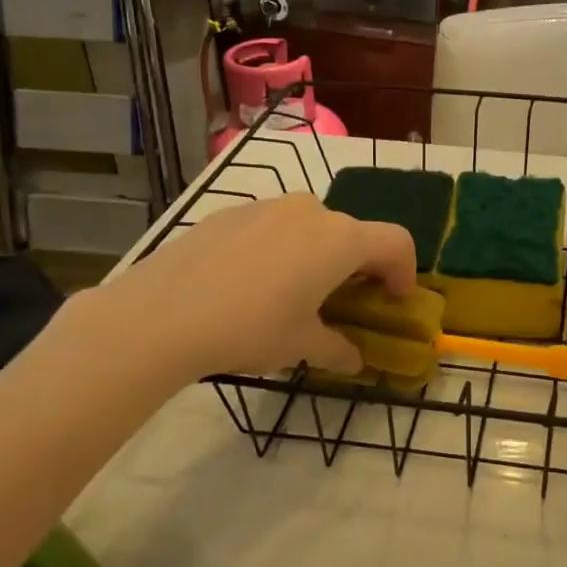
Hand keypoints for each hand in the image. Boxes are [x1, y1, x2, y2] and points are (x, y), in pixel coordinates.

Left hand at [76, 194, 415, 384]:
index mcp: (340, 240)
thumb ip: (337, 349)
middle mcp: (311, 211)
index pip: (396, 242)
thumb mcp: (300, 346)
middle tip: (344, 302)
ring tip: (295, 292)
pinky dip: (281, 249)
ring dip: (319, 255)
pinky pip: (273, 227)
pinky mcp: (231, 213)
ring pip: (312, 226)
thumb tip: (354, 360)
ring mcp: (268, 207)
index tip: (394, 301)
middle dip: (359, 266)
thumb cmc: (249, 328)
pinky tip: (252, 284)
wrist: (160, 315)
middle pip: (353, 232)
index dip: (405, 271)